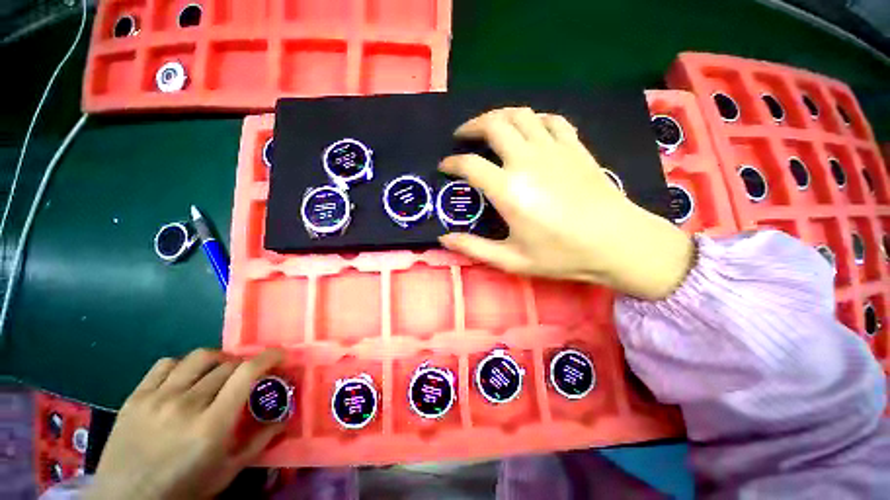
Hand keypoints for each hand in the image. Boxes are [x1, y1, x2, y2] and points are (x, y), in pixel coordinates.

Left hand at [87, 349, 285, 499]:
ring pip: (199, 357)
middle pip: (227, 365)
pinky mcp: (136, 396)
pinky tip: (186, 378)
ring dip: (219, 360)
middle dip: (245, 366)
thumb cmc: (183, 490)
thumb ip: (259, 441)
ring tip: (219, 372)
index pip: (246, 373)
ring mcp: (157, 398)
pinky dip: (184, 365)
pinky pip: (166, 364)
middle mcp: (186, 404)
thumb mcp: (227, 472)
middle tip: (249, 375)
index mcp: (211, 425)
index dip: (269, 357)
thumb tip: (285, 417)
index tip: (280, 355)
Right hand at [439, 107, 693, 299]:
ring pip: (520, 114)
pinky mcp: (575, 146)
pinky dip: (533, 119)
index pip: (469, 165)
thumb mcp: (511, 260)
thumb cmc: (562, 255)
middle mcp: (527, 160)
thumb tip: (444, 240)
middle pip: (493, 124)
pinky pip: (550, 120)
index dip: (452, 163)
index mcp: (509, 190)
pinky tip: (529, 130)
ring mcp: (554, 149)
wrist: (618, 243)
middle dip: (471, 126)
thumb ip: (474, 248)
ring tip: (489, 127)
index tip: (445, 166)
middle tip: (462, 137)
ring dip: (498, 116)